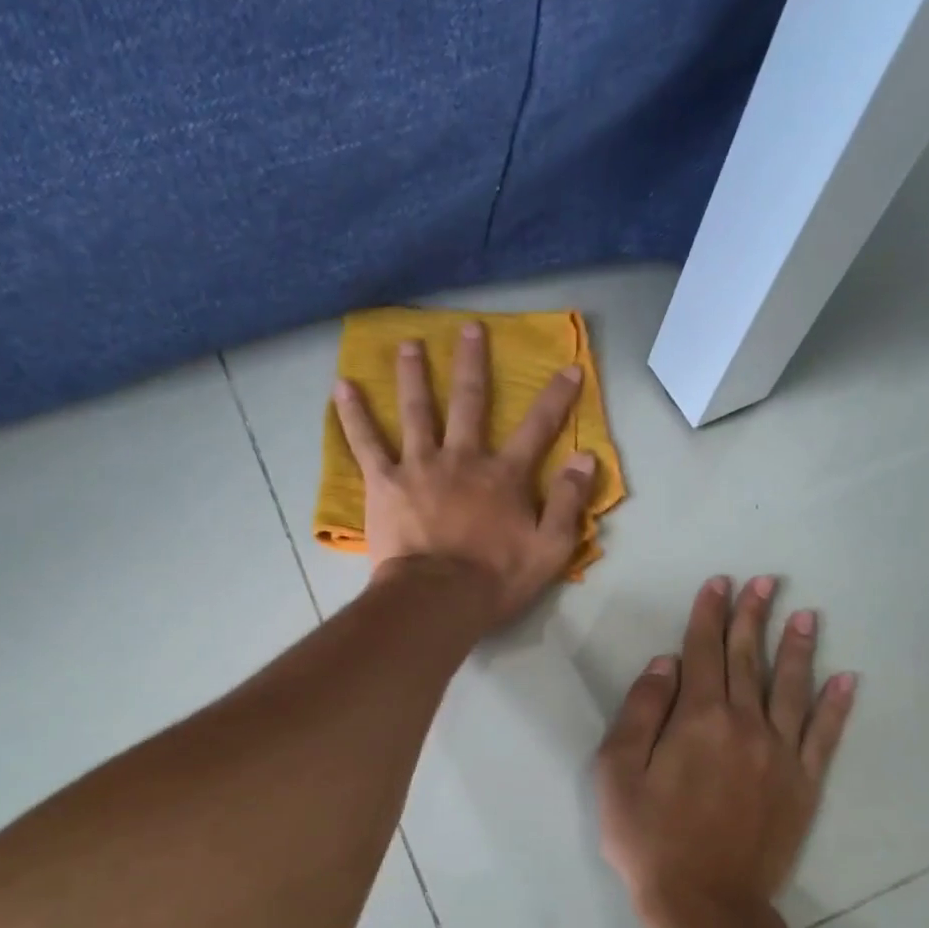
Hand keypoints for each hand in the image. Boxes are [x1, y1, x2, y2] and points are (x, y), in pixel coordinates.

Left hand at [332, 323, 595, 628]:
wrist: (436, 600)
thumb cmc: (494, 579)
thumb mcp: (549, 549)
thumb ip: (569, 503)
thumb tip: (586, 459)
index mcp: (504, 476)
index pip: (538, 428)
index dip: (556, 398)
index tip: (570, 367)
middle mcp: (462, 458)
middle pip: (469, 402)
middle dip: (472, 363)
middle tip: (469, 328)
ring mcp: (419, 466)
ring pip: (416, 410)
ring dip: (413, 374)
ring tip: (407, 344)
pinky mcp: (384, 483)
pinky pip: (366, 443)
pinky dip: (354, 415)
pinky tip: (342, 387)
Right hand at [595, 576, 855, 927]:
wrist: (705, 904)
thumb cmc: (648, 838)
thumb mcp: (618, 772)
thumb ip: (641, 711)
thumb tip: (665, 664)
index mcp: (698, 719)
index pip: (704, 653)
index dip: (709, 615)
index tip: (718, 584)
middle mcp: (745, 725)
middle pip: (749, 660)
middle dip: (753, 617)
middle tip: (765, 582)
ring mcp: (780, 755)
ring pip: (791, 688)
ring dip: (797, 648)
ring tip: (805, 614)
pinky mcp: (803, 785)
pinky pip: (825, 736)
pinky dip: (836, 706)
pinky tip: (847, 680)